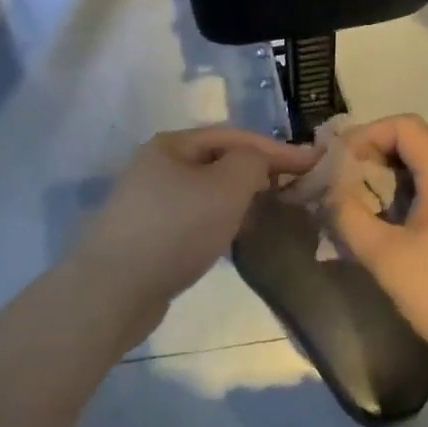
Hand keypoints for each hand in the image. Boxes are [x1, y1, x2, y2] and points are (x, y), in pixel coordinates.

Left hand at [70, 126, 316, 347]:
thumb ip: (253, 163)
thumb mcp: (225, 187)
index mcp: (172, 145)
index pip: (235, 137)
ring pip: (207, 192)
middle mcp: (157, 166)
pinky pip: (195, 218)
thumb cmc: (175, 229)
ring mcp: (149, 201)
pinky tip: (234, 238)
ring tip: (270, 212)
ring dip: (240, 198)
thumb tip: (257, 164)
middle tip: (293, 188)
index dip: (277, 148)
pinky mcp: (148, 235)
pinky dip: (220, 221)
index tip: (313, 163)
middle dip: (258, 172)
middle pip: (219, 161)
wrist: (114, 290)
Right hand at [327, 115, 427, 378]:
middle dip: (370, 160)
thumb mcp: (385, 256)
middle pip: (412, 145)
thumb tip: (328, 190)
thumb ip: (349, 215)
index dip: (366, 135)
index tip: (338, 164)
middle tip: (338, 189)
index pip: (405, 126)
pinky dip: (402, 201)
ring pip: (421, 172)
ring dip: (384, 183)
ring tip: (354, 211)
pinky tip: (383, 231)